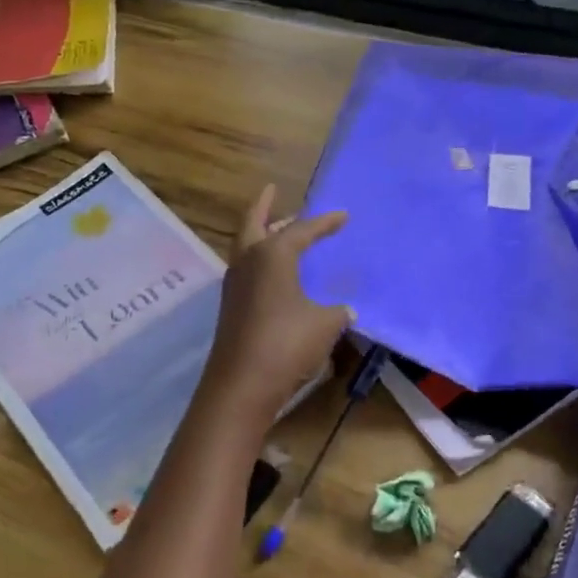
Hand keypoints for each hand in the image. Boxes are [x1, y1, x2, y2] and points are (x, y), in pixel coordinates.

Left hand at [201, 185, 351, 417]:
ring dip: (262, 235)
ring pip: (247, 247)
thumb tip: (346, 309)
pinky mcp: (232, 307)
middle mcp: (248, 262)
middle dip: (264, 206)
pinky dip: (261, 262)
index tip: (343, 215)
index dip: (325, 222)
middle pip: (253, 223)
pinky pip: (248, 271)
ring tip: (281, 231)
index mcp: (272, 255)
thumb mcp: (325, 324)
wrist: (242, 384)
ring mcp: (235, 285)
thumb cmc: (287, 343)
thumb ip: (338, 311)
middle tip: (273, 192)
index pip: (302, 230)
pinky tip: (277, 274)